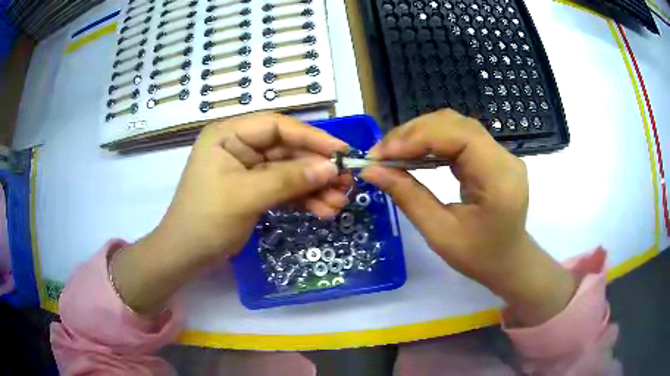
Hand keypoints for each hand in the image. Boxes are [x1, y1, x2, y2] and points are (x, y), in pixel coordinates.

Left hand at [112, 113, 348, 314]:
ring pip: (290, 172)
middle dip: (317, 168)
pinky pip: (284, 189)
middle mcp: (240, 146)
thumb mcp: (246, 196)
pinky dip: (303, 199)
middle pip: (287, 150)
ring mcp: (248, 170)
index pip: (277, 126)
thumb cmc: (206, 219)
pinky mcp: (254, 190)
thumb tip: (331, 168)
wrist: (186, 255)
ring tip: (338, 204)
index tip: (342, 152)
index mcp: (229, 135)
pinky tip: (323, 211)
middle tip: (346, 183)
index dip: (312, 137)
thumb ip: (288, 180)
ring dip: (315, 187)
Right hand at [361, 110, 576, 325]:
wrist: (508, 262)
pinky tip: (414, 155)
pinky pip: (459, 138)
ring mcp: (501, 154)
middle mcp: (504, 158)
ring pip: (455, 126)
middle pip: (456, 125)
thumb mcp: (440, 233)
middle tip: (380, 154)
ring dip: (420, 135)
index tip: (382, 153)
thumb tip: (371, 170)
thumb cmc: (478, 257)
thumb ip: (408, 197)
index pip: (460, 136)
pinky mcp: (493, 156)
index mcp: (499, 179)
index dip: (419, 137)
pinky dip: (432, 142)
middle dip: (414, 133)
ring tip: (392, 153)